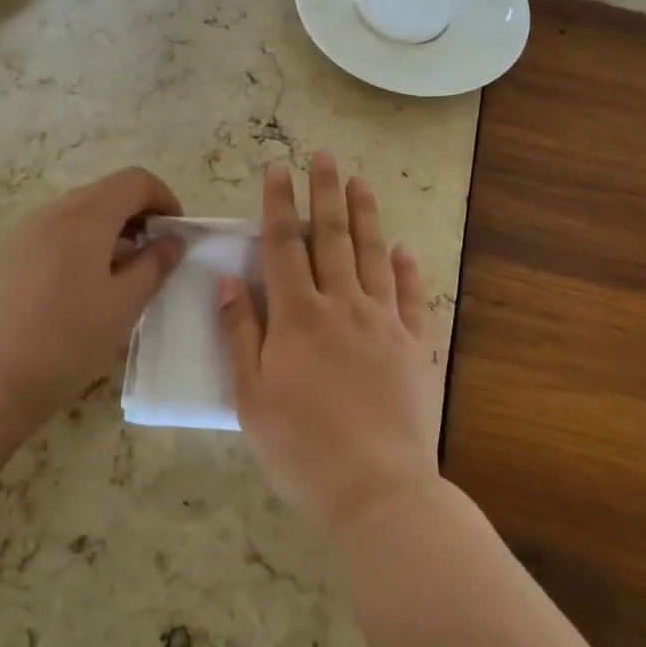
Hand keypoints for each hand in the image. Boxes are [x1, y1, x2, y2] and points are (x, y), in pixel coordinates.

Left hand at [0, 167, 185, 437]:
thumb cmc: (69, 339)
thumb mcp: (125, 304)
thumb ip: (155, 264)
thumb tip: (173, 241)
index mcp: (86, 216)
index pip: (135, 180)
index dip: (164, 198)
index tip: (176, 234)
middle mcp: (53, 211)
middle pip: (107, 192)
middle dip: (139, 215)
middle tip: (155, 255)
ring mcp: (26, 231)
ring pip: (80, 212)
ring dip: (111, 230)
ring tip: (123, 274)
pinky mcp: (10, 253)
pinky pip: (57, 231)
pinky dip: (83, 242)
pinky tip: (85, 286)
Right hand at [219, 153, 443, 535]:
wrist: (376, 490)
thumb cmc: (301, 448)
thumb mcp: (252, 396)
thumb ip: (240, 334)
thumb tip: (229, 281)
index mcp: (298, 317)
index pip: (283, 247)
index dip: (278, 206)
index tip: (277, 170)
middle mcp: (342, 306)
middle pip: (331, 238)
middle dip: (324, 193)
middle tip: (323, 156)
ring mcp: (384, 322)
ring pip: (372, 255)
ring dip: (364, 215)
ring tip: (359, 182)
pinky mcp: (416, 345)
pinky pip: (411, 296)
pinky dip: (405, 268)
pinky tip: (401, 249)